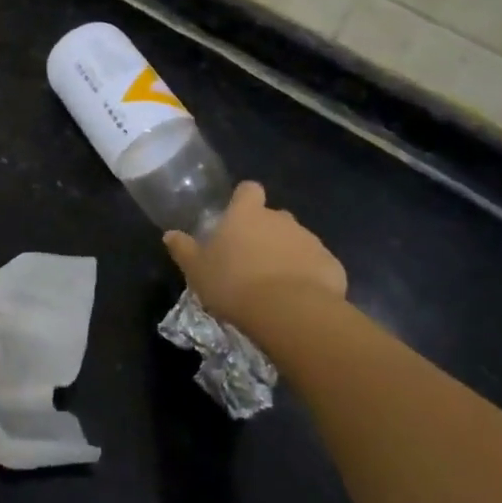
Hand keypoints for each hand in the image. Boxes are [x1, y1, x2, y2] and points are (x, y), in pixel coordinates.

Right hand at [164, 181, 349, 339]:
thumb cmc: (234, 284)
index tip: (237, 217)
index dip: (244, 200)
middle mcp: (281, 219)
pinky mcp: (331, 265)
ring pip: (297, 241)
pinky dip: (309, 276)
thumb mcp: (197, 270)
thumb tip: (170, 234)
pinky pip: (317, 265)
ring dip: (288, 255)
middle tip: (252, 261)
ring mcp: (310, 240)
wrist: (289, 312)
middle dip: (266, 233)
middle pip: (274, 217)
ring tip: (276, 286)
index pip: (249, 190)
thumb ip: (184, 249)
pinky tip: (299, 299)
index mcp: (247, 214)